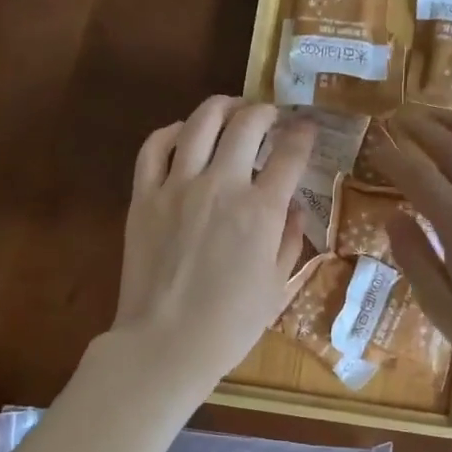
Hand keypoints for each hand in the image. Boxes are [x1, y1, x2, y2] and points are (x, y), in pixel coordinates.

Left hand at [114, 97, 314, 399]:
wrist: (165, 344)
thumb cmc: (230, 324)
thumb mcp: (277, 286)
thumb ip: (290, 239)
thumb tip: (294, 207)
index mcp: (261, 210)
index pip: (291, 154)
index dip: (304, 134)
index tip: (307, 127)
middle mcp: (222, 185)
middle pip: (247, 124)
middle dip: (265, 111)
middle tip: (271, 116)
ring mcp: (178, 186)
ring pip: (200, 123)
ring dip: (222, 107)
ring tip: (232, 108)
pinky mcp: (144, 196)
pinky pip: (154, 147)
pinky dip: (172, 131)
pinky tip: (184, 133)